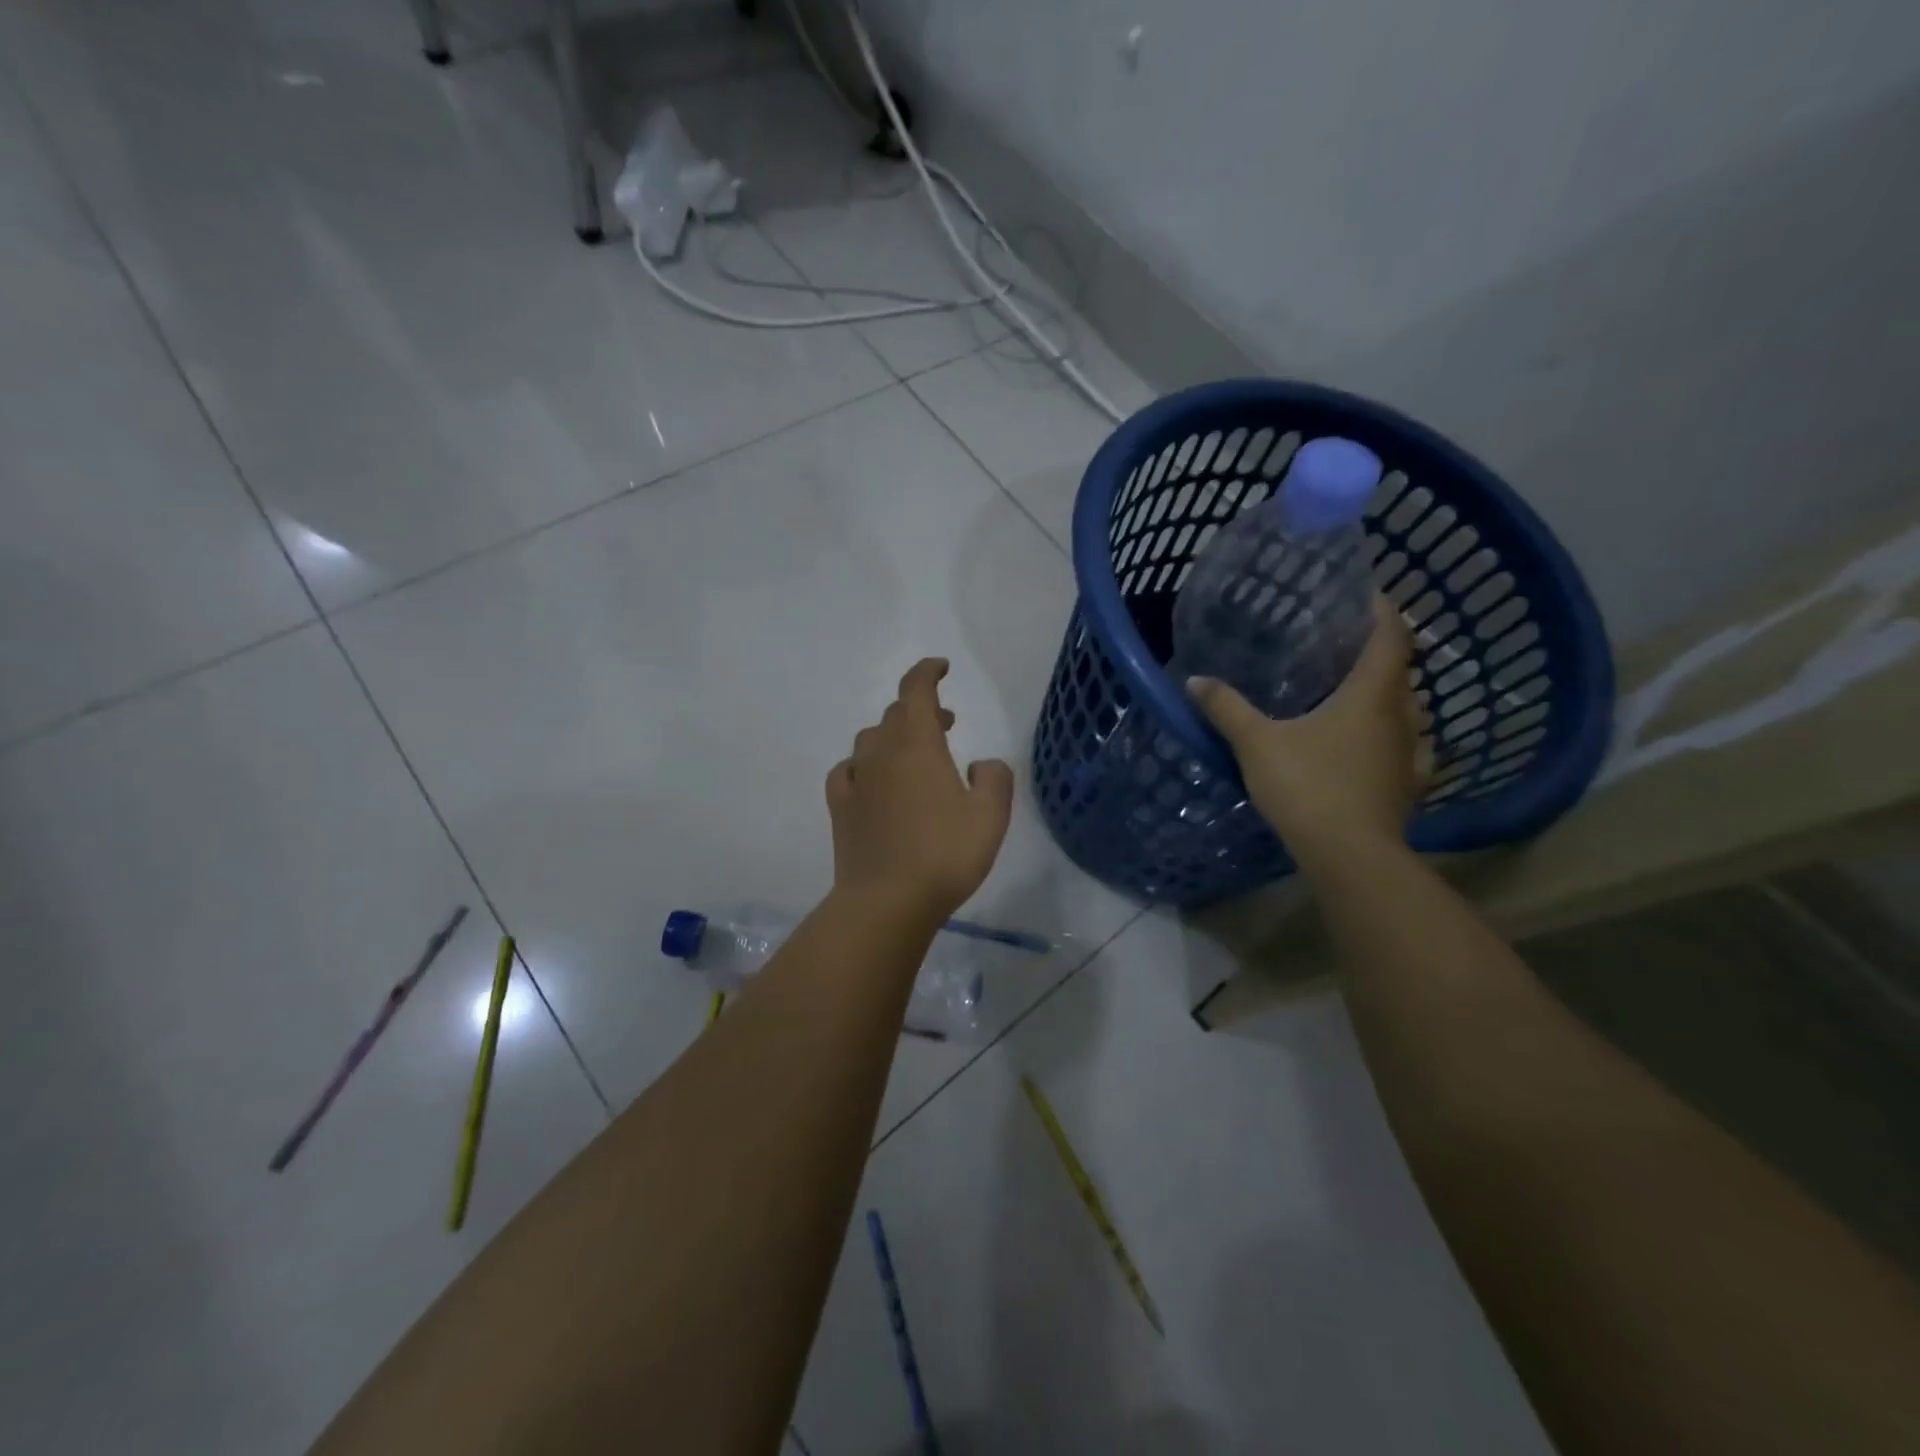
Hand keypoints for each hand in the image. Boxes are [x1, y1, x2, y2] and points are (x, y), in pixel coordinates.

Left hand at [826, 658, 1014, 921]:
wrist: (886, 902)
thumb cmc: (944, 855)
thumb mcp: (990, 817)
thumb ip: (995, 779)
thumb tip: (981, 764)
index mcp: (917, 745)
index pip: (916, 690)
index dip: (927, 672)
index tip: (942, 667)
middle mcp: (881, 753)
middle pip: (895, 714)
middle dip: (921, 710)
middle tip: (947, 723)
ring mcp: (855, 780)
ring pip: (871, 740)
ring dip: (894, 736)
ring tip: (916, 755)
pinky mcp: (840, 807)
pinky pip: (849, 770)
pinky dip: (865, 765)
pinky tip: (874, 781)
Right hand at [1186, 597, 1428, 860]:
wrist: (1349, 856)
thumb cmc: (1307, 786)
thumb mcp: (1256, 743)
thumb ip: (1227, 708)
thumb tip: (1194, 680)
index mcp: (1371, 696)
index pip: (1391, 638)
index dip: (1383, 612)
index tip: (1368, 595)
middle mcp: (1401, 718)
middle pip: (1400, 673)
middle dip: (1379, 656)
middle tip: (1345, 648)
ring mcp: (1410, 755)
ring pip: (1406, 713)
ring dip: (1386, 698)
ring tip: (1353, 695)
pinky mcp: (1407, 787)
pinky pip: (1405, 749)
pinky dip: (1390, 739)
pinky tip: (1372, 748)